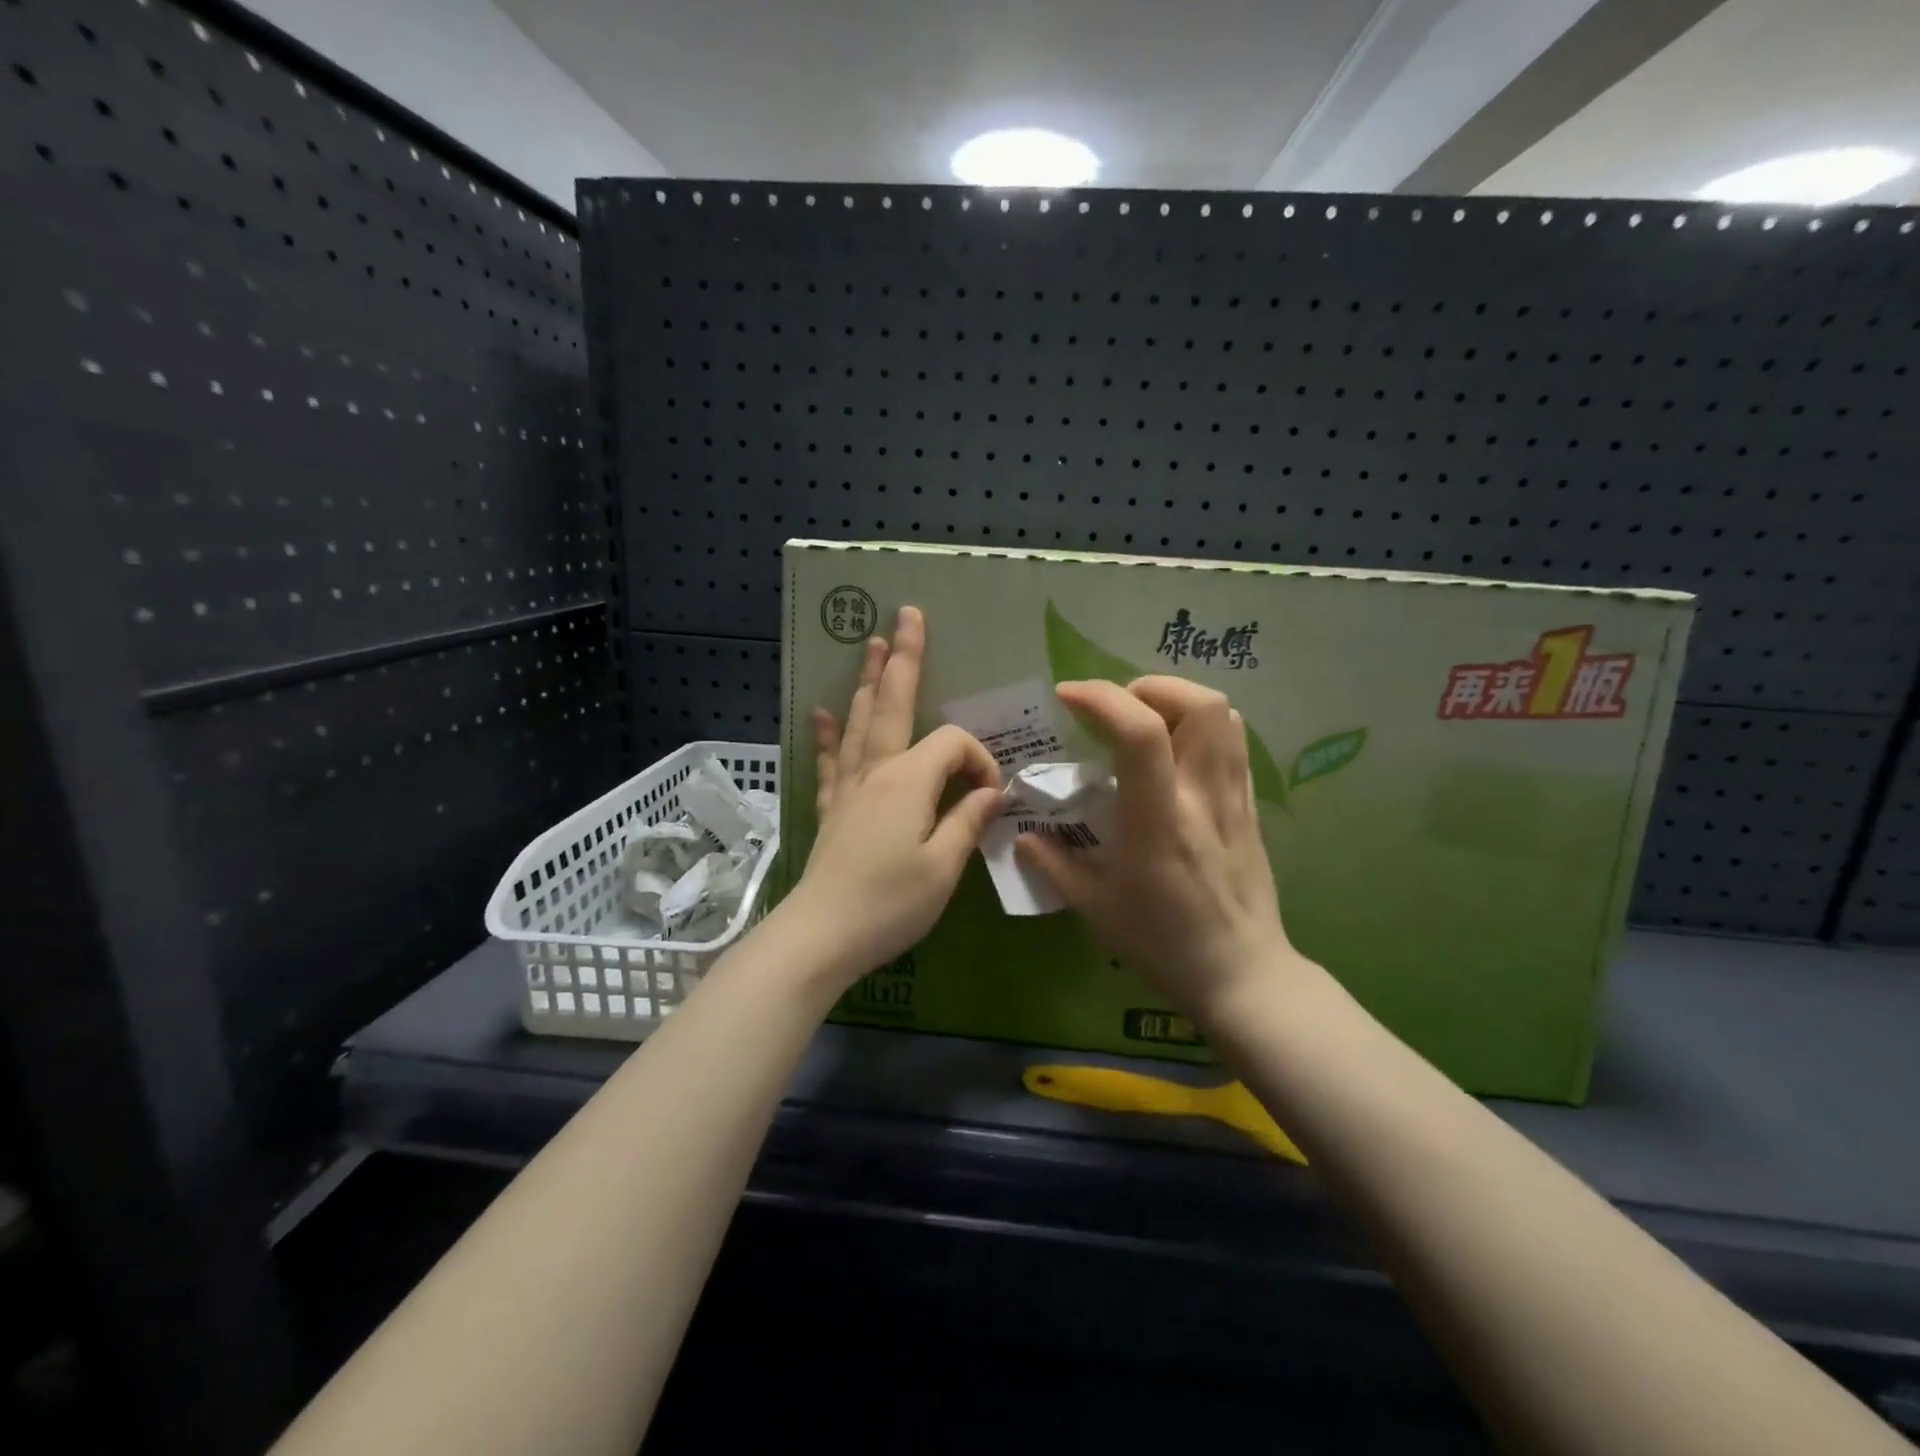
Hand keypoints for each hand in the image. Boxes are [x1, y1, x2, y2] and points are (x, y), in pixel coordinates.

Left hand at [784, 606, 1003, 987]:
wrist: (822, 935)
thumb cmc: (890, 903)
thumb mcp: (944, 867)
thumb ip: (969, 822)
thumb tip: (992, 791)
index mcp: (908, 780)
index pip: (953, 744)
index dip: (978, 760)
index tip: (990, 798)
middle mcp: (875, 771)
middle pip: (891, 703)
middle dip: (903, 658)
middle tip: (906, 615)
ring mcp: (849, 787)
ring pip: (859, 722)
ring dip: (866, 681)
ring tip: (870, 644)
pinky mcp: (832, 809)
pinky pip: (830, 761)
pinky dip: (827, 735)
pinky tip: (821, 714)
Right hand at [1015, 676, 1308, 1020]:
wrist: (1242, 977)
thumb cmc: (1163, 945)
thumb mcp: (1096, 910)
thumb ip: (1055, 865)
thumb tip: (1022, 836)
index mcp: (1158, 822)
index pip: (1142, 734)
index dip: (1102, 699)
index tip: (1068, 696)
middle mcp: (1202, 798)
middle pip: (1200, 705)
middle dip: (1150, 687)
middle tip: (1115, 707)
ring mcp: (1234, 799)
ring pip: (1225, 716)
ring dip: (1179, 700)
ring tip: (1145, 719)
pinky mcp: (1250, 807)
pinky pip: (1234, 744)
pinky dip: (1202, 725)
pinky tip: (1174, 751)